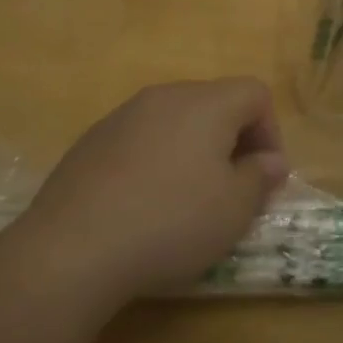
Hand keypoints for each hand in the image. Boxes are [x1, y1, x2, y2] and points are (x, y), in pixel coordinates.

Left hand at [9, 79, 289, 308]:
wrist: (72, 248)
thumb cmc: (170, 223)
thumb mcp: (234, 209)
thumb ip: (261, 177)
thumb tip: (271, 160)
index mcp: (206, 103)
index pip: (255, 93)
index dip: (271, 132)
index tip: (265, 176)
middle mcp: (165, 96)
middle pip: (215, 102)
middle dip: (233, 140)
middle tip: (232, 189)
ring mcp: (123, 116)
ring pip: (175, 120)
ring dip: (193, 150)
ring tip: (187, 199)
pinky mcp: (91, 140)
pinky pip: (141, 139)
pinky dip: (155, 161)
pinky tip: (143, 204)